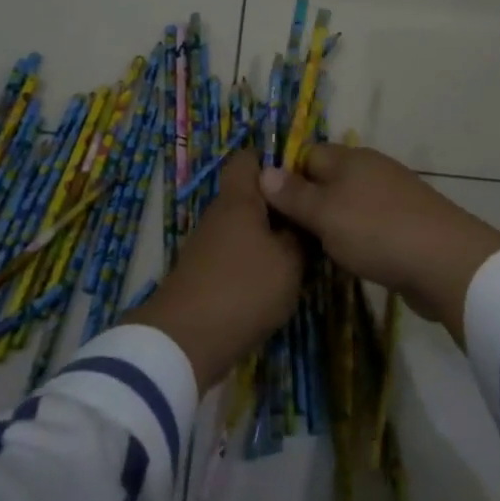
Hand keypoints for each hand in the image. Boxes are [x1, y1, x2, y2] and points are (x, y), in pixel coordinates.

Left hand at [123, 150, 301, 389]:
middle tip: (313, 219)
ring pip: (245, 226)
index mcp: (239, 199)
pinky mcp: (205, 272)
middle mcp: (219, 214)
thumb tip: (300, 220)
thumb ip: (299, 235)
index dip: (275, 161)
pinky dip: (256, 260)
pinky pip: (237, 252)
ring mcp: (208, 244)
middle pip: (251, 195)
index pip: (249, 159)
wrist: (186, 341)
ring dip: (270, 236)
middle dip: (280, 205)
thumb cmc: (244, 289)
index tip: (304, 178)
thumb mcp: (289, 262)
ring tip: (303, 252)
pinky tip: (277, 279)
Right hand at [259, 145, 499, 344]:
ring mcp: (392, 196)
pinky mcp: (406, 224)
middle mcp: (371, 169)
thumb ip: (293, 194)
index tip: (266, 209)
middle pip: (327, 180)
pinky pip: (368, 225)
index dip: (284, 178)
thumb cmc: (377, 231)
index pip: (306, 155)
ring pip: (347, 204)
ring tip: (309, 252)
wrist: (446, 263)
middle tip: (283, 236)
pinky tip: (346, 259)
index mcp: (350, 158)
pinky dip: (355, 239)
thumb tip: (262, 171)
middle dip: (306, 204)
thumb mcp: (325, 214)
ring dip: (330, 225)